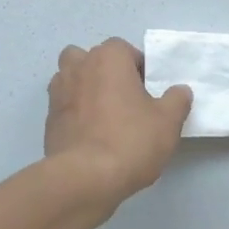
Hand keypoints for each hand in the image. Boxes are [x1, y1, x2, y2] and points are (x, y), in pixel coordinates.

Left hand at [45, 38, 191, 211]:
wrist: (84, 178)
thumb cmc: (130, 140)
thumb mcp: (168, 122)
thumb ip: (177, 100)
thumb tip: (180, 91)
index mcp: (108, 57)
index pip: (124, 49)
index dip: (138, 68)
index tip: (147, 92)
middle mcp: (79, 66)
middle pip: (91, 58)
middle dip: (105, 72)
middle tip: (123, 99)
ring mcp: (59, 91)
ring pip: (71, 78)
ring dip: (85, 89)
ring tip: (104, 116)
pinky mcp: (48, 118)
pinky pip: (64, 106)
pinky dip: (74, 113)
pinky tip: (90, 136)